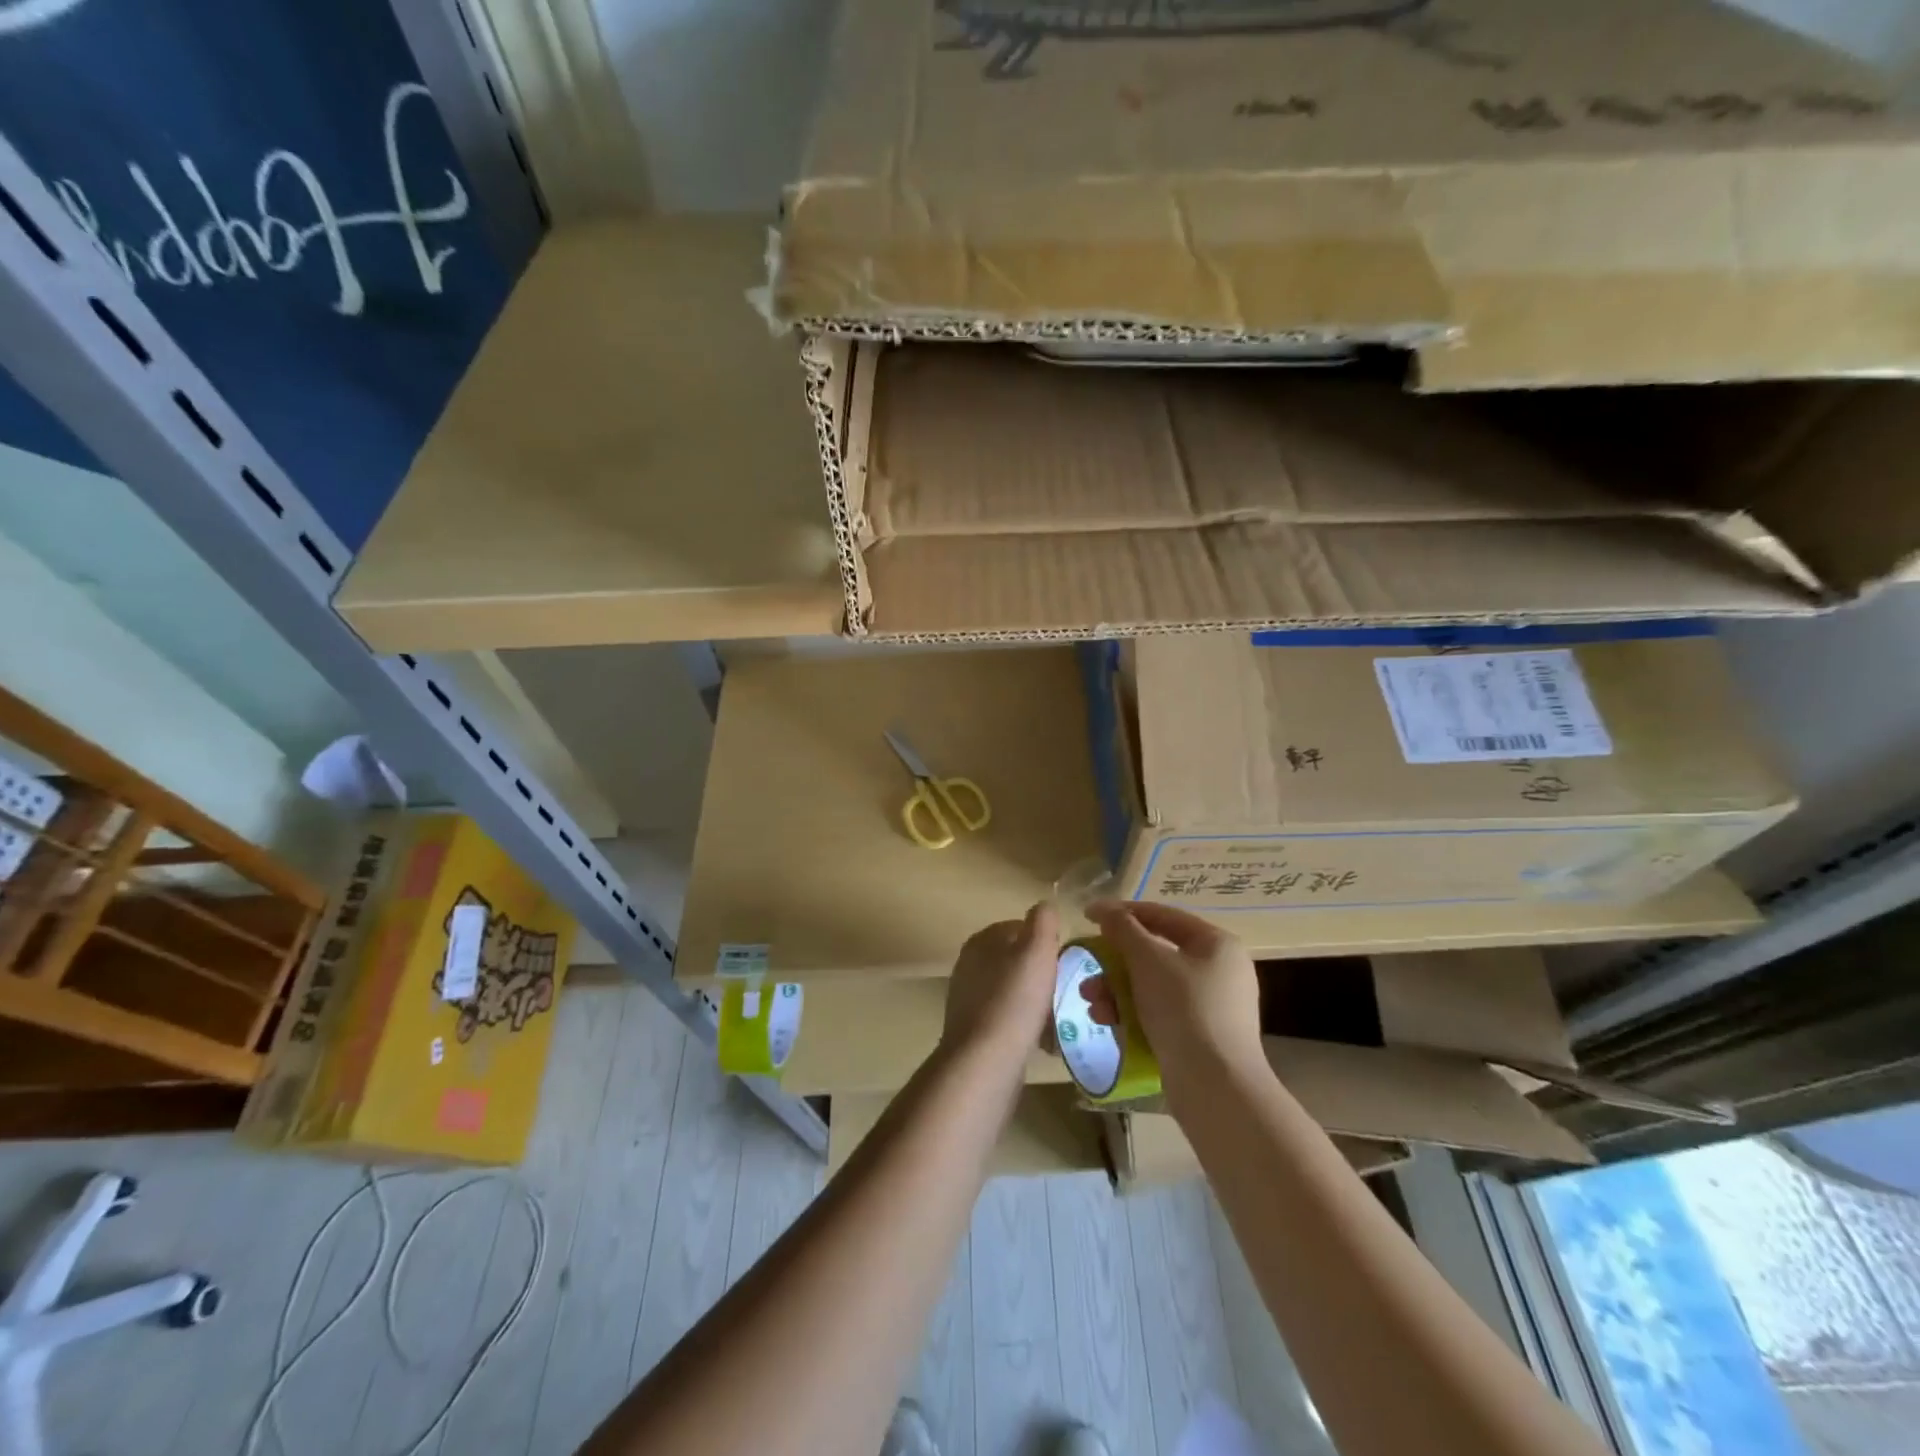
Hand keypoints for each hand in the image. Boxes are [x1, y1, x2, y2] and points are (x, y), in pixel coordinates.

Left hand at [941, 902, 1059, 1076]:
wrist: (985, 1061)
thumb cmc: (1015, 999)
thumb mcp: (1037, 950)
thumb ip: (1043, 921)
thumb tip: (1044, 905)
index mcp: (982, 940)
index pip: (1019, 927)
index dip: (1045, 942)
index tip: (1064, 962)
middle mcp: (970, 964)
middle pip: (1017, 960)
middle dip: (1042, 974)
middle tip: (1065, 991)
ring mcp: (968, 997)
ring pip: (1013, 990)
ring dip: (1036, 1002)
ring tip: (1057, 1018)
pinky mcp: (973, 1029)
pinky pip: (1007, 1018)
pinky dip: (1025, 1024)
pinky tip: (1041, 1041)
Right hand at [1084, 900, 1264, 1094]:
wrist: (1215, 1087)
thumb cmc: (1184, 1009)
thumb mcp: (1148, 960)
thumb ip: (1123, 929)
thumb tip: (1104, 909)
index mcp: (1216, 944)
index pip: (1163, 915)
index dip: (1122, 912)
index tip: (1087, 916)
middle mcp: (1219, 970)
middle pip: (1155, 953)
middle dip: (1115, 962)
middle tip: (1088, 969)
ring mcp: (1212, 1006)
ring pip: (1153, 985)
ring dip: (1117, 990)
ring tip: (1092, 1004)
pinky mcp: (1200, 1036)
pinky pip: (1160, 1012)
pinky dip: (1133, 1012)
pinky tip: (1107, 1022)